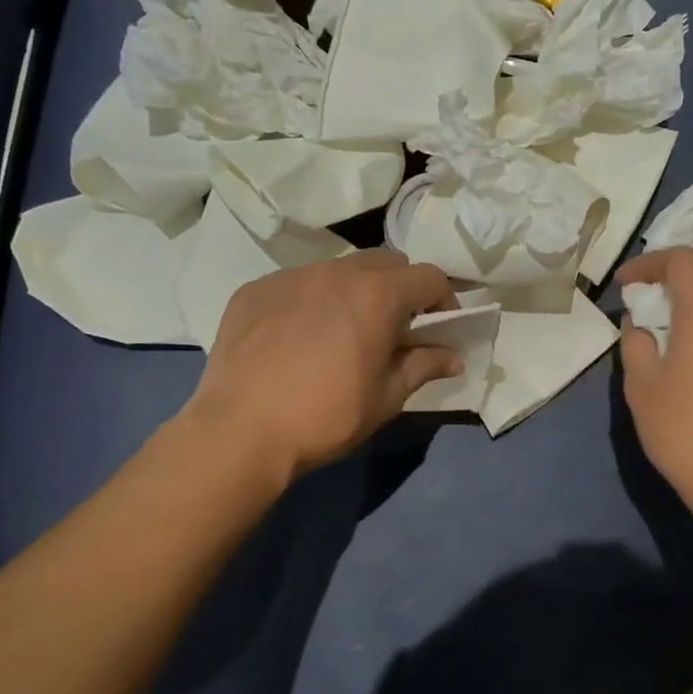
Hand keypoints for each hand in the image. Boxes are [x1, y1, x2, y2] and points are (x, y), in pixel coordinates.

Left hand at [185, 251, 461, 482]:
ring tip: (344, 331)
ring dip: (355, 291)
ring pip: (339, 269)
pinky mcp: (255, 289)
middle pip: (386, 262)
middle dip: (401, 289)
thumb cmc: (326, 416)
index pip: (429, 277)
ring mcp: (290, 276)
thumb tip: (452, 357)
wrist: (240, 431)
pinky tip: (298, 338)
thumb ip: (423, 366)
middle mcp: (336, 271)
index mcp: (377, 294)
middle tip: (395, 328)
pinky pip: (297, 284)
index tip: (440, 329)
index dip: (444, 300)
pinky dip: (311, 301)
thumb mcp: (386, 397)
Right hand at [618, 247, 692, 522]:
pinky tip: (684, 339)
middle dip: (674, 268)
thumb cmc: (681, 429)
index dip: (649, 263)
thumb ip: (636, 341)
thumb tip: (639, 323)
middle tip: (643, 289)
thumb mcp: (641, 384)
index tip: (623, 283)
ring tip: (660, 313)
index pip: (683, 261)